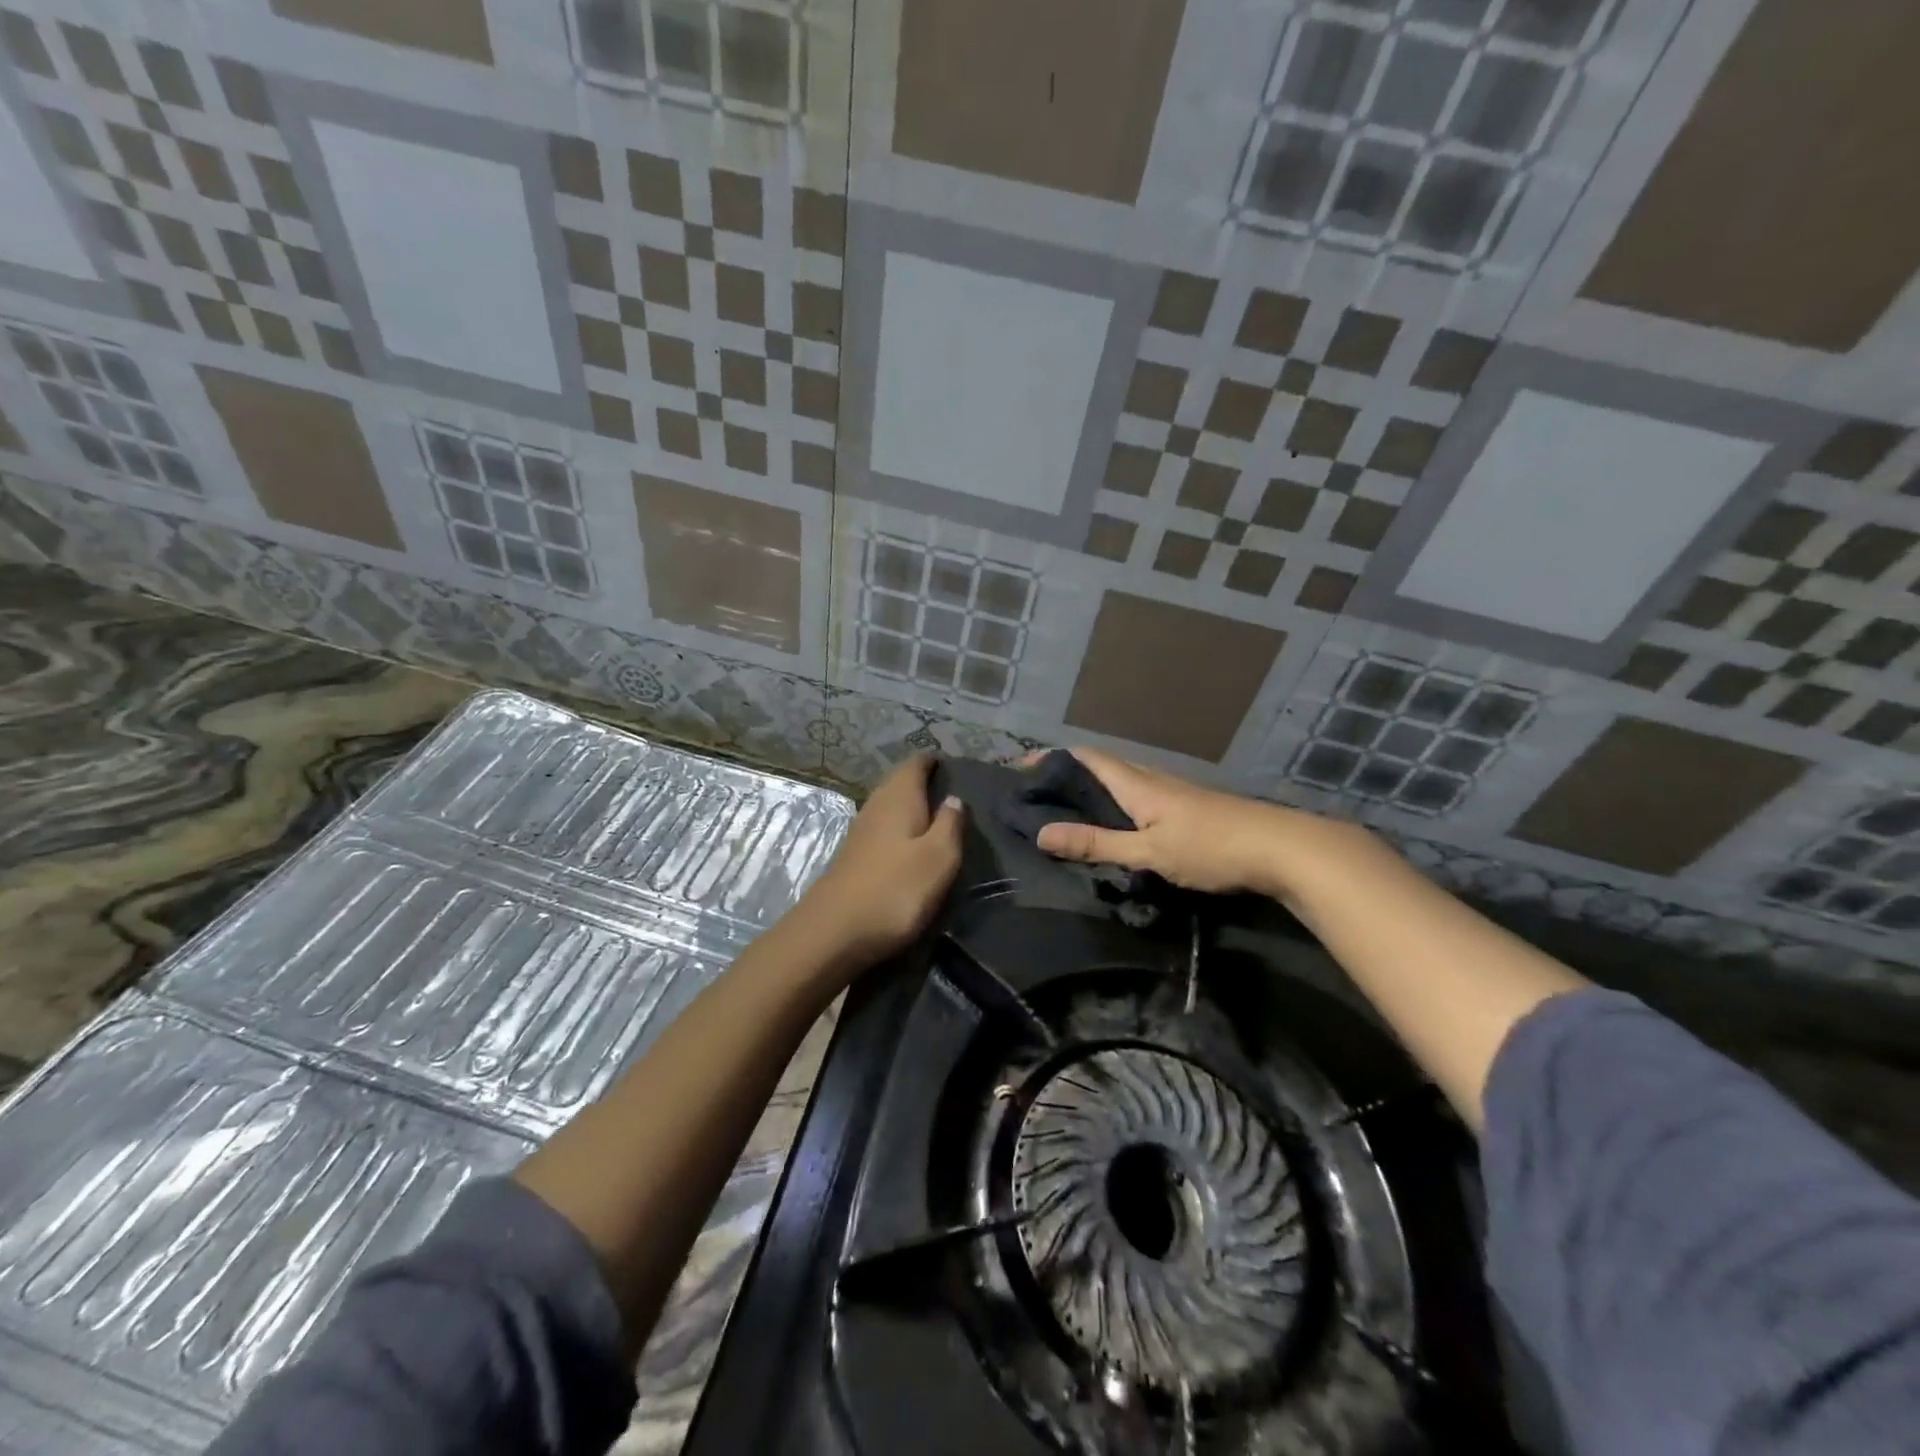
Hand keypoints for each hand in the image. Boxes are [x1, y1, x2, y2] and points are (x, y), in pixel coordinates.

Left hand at [792, 754, 964, 966]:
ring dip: (911, 808)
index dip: (934, 761)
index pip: (915, 763)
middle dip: (923, 783)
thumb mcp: (939, 858)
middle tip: (952, 794)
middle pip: (900, 782)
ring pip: (890, 806)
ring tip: (937, 820)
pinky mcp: (853, 856)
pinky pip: (882, 829)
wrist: (835, 932)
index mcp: (899, 797)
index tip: (955, 768)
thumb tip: (954, 798)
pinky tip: (910, 846)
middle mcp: (876, 805)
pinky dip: (899, 830)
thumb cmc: (896, 890)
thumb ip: (950, 824)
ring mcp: (860, 831)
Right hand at [1032, 748, 1320, 896]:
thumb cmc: (1210, 847)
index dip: (1053, 758)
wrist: (1282, 848)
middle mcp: (1153, 779)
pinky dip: (1117, 803)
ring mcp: (1175, 793)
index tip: (1023, 768)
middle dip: (1070, 774)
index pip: (1087, 758)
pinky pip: (1141, 796)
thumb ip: (1097, 843)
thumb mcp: (1147, 851)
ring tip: (1070, 809)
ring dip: (1094, 788)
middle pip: (1104, 766)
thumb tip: (1042, 833)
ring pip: (1124, 781)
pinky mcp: (1190, 808)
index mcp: (1137, 784)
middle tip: (1041, 793)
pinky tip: (1119, 824)